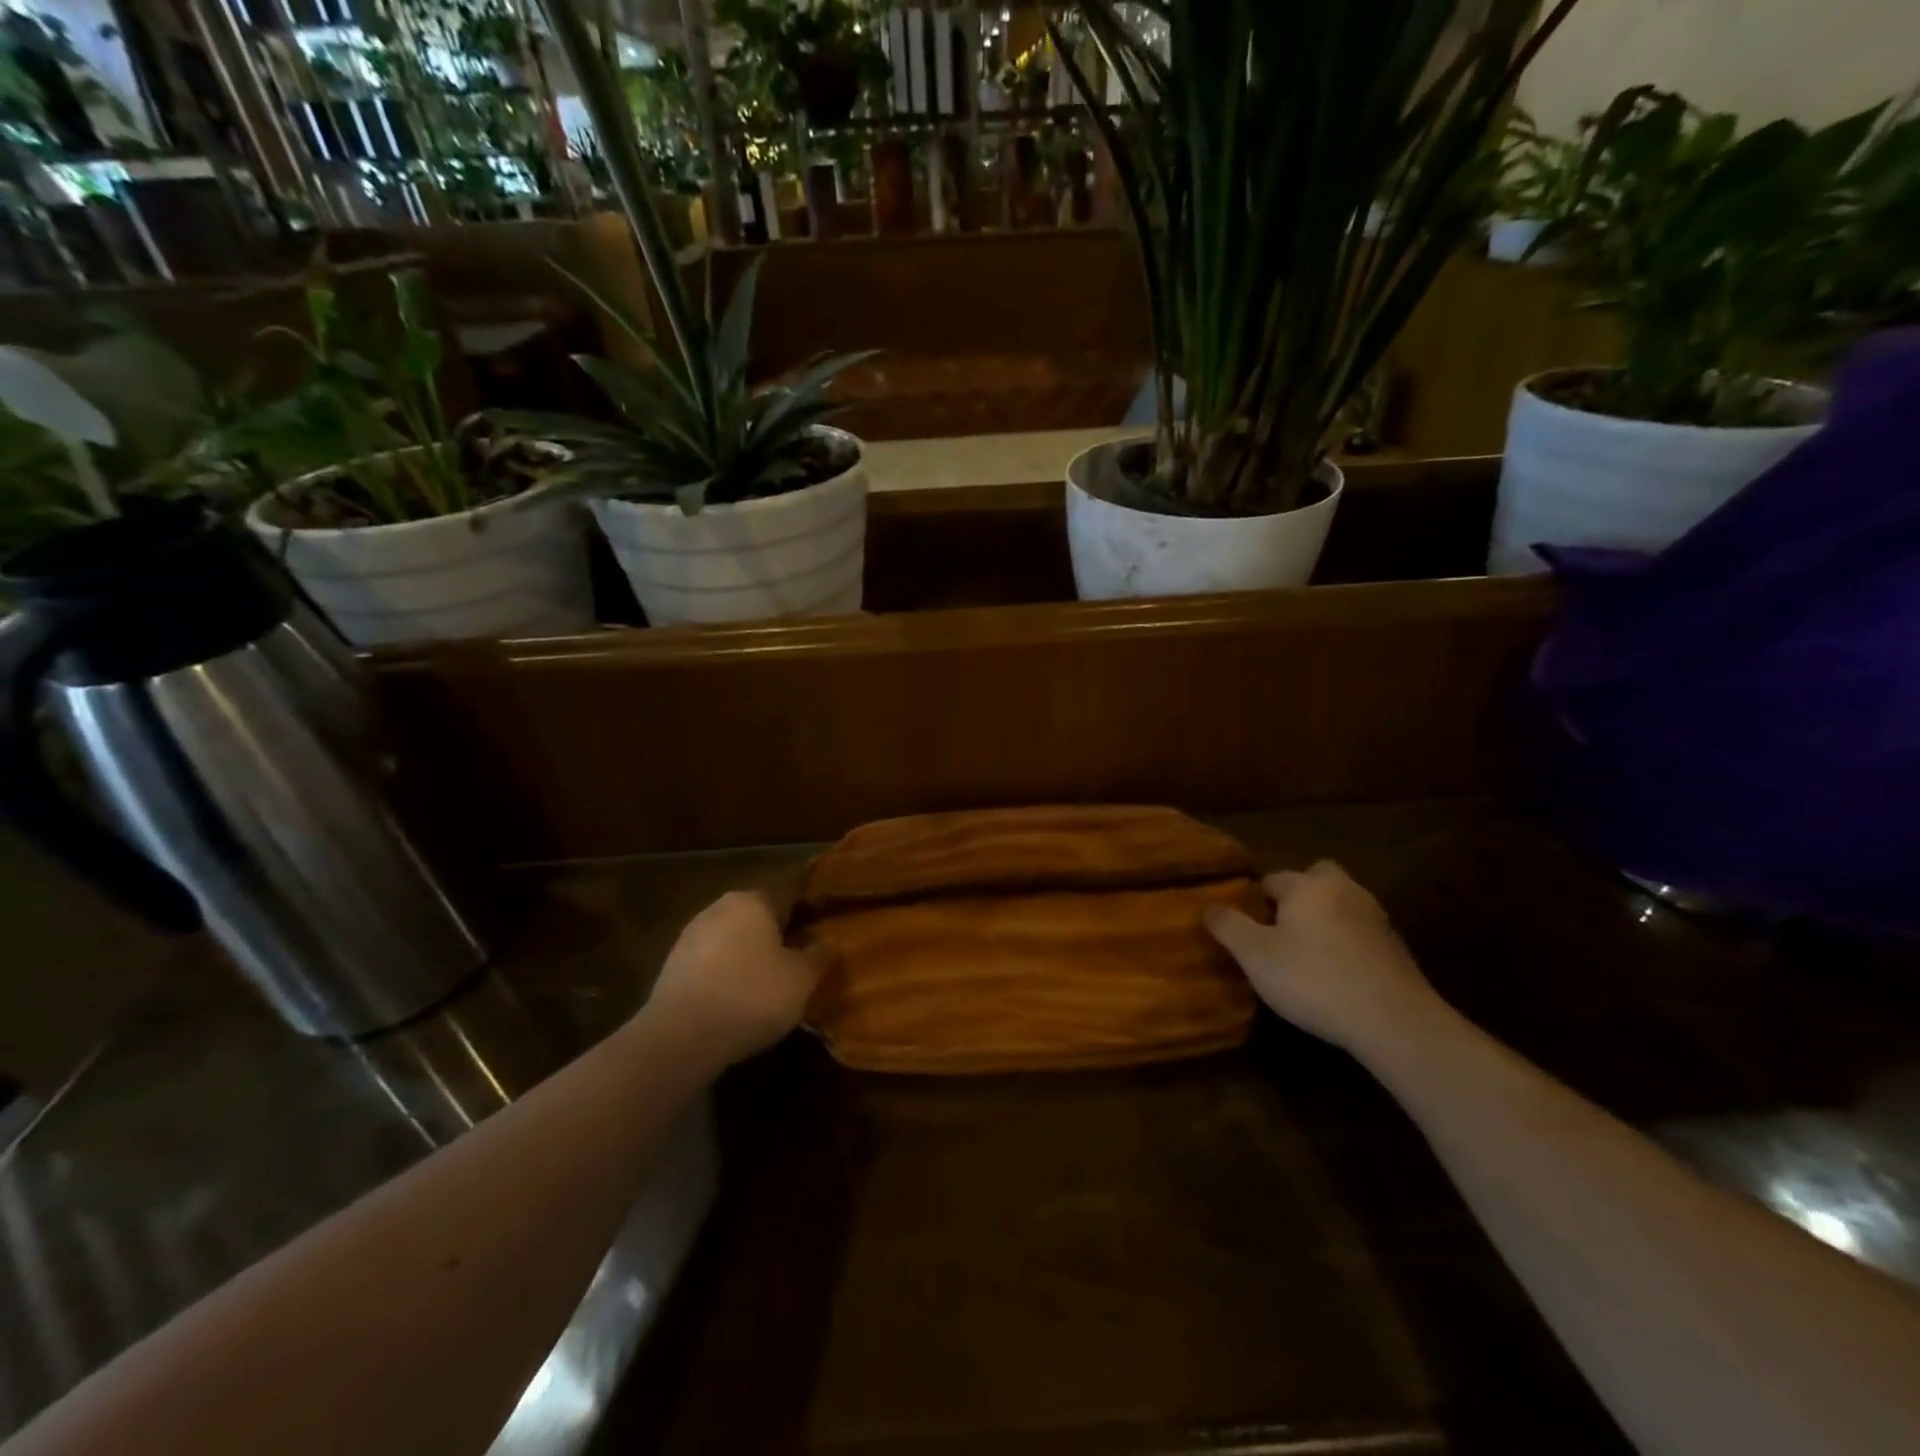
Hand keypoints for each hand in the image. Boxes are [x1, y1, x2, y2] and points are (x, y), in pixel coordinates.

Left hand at [643, 891, 823, 1067]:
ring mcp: (690, 937)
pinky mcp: (671, 967)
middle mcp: (718, 908)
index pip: (788, 898)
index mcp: (752, 900)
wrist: (681, 1037)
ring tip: (765, 993)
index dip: (805, 920)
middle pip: (757, 920)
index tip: (816, 943)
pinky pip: (710, 966)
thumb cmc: (752, 996)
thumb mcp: (802, 979)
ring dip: (747, 960)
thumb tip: (826, 942)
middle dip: (775, 940)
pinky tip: (734, 1005)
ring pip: (731, 943)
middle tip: (794, 970)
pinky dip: (724, 979)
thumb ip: (818, 955)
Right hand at [1205, 861, 1447, 1059]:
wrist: (1394, 1021)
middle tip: (1281, 930)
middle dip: (1298, 896)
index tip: (1246, 928)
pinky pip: (1360, 932)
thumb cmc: (1314, 980)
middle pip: (1316, 879)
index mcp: (1307, 886)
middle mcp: (1344, 890)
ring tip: (1307, 954)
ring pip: (1341, 904)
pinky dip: (1346, 943)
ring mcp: (1375, 918)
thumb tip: (1210, 908)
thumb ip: (1229, 927)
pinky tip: (1337, 973)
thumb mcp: (1256, 956)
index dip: (1255, 901)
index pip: (1272, 879)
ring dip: (1324, 920)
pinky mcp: (1396, 948)